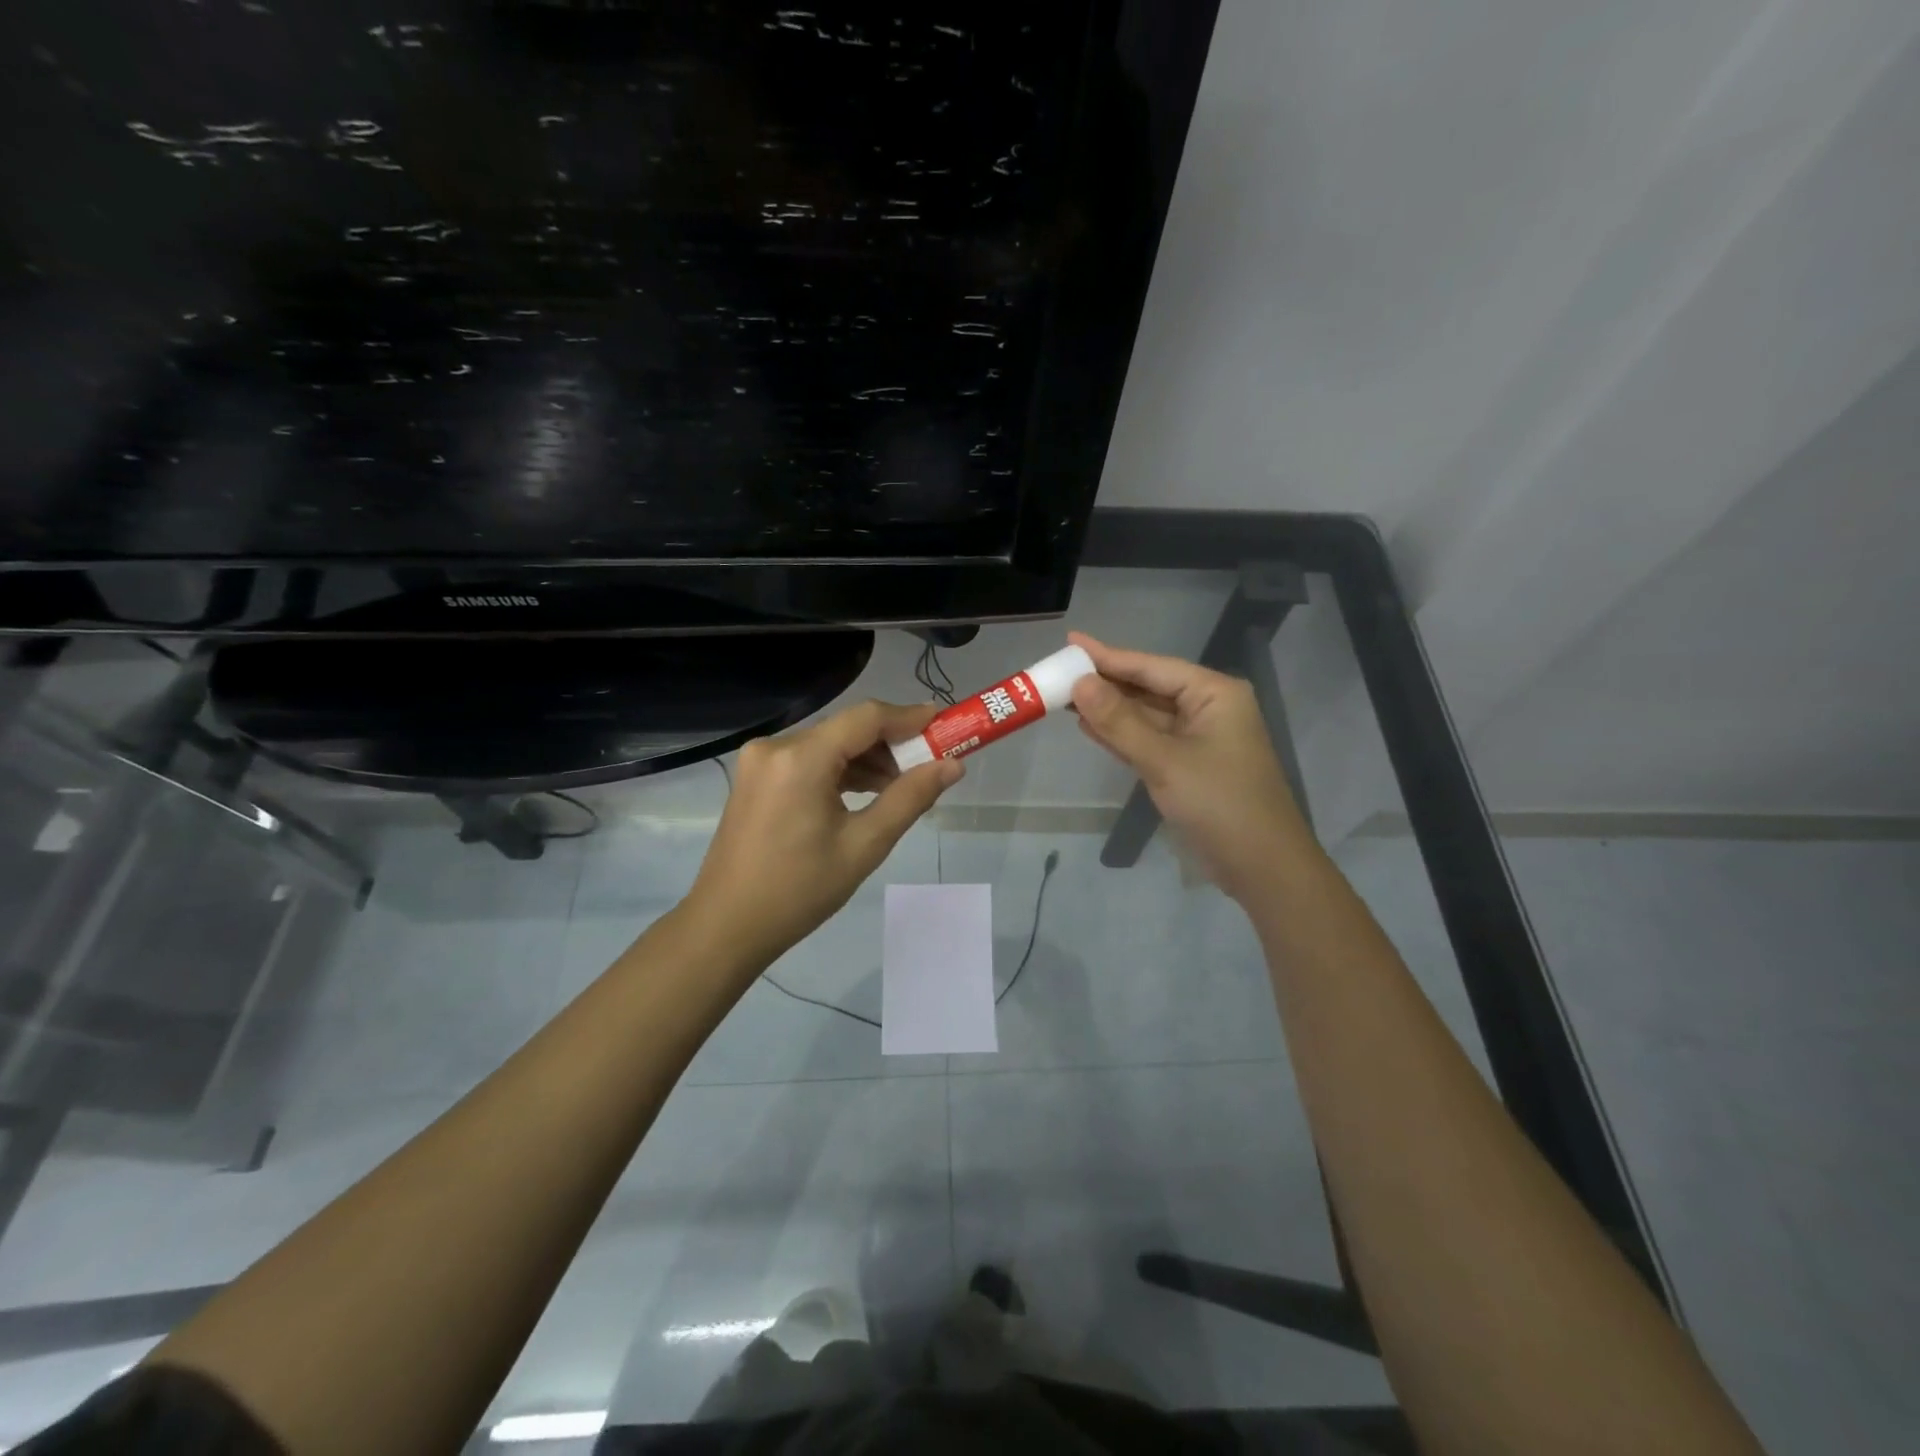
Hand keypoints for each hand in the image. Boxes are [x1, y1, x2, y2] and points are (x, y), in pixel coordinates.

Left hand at [683, 700, 962, 966]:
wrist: (727, 926)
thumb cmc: (799, 890)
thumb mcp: (864, 845)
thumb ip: (910, 798)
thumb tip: (952, 766)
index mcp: (800, 758)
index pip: (866, 718)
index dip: (909, 718)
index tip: (945, 725)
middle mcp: (776, 746)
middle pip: (847, 729)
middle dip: (891, 744)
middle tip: (929, 767)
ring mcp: (760, 761)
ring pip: (829, 744)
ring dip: (866, 759)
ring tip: (901, 789)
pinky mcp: (756, 777)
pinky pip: (808, 760)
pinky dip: (840, 771)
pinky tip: (865, 794)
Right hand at [1069, 632, 1311, 900]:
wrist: (1262, 868)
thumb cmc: (1220, 805)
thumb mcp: (1165, 761)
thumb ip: (1120, 722)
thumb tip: (1080, 683)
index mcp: (1214, 694)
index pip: (1151, 667)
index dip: (1108, 656)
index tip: (1070, 642)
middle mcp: (1208, 708)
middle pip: (1147, 687)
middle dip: (1105, 683)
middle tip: (1058, 672)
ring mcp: (1198, 739)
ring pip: (1145, 716)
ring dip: (1108, 709)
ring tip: (1063, 695)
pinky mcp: (1188, 766)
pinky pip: (1148, 740)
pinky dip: (1119, 735)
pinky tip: (1087, 726)